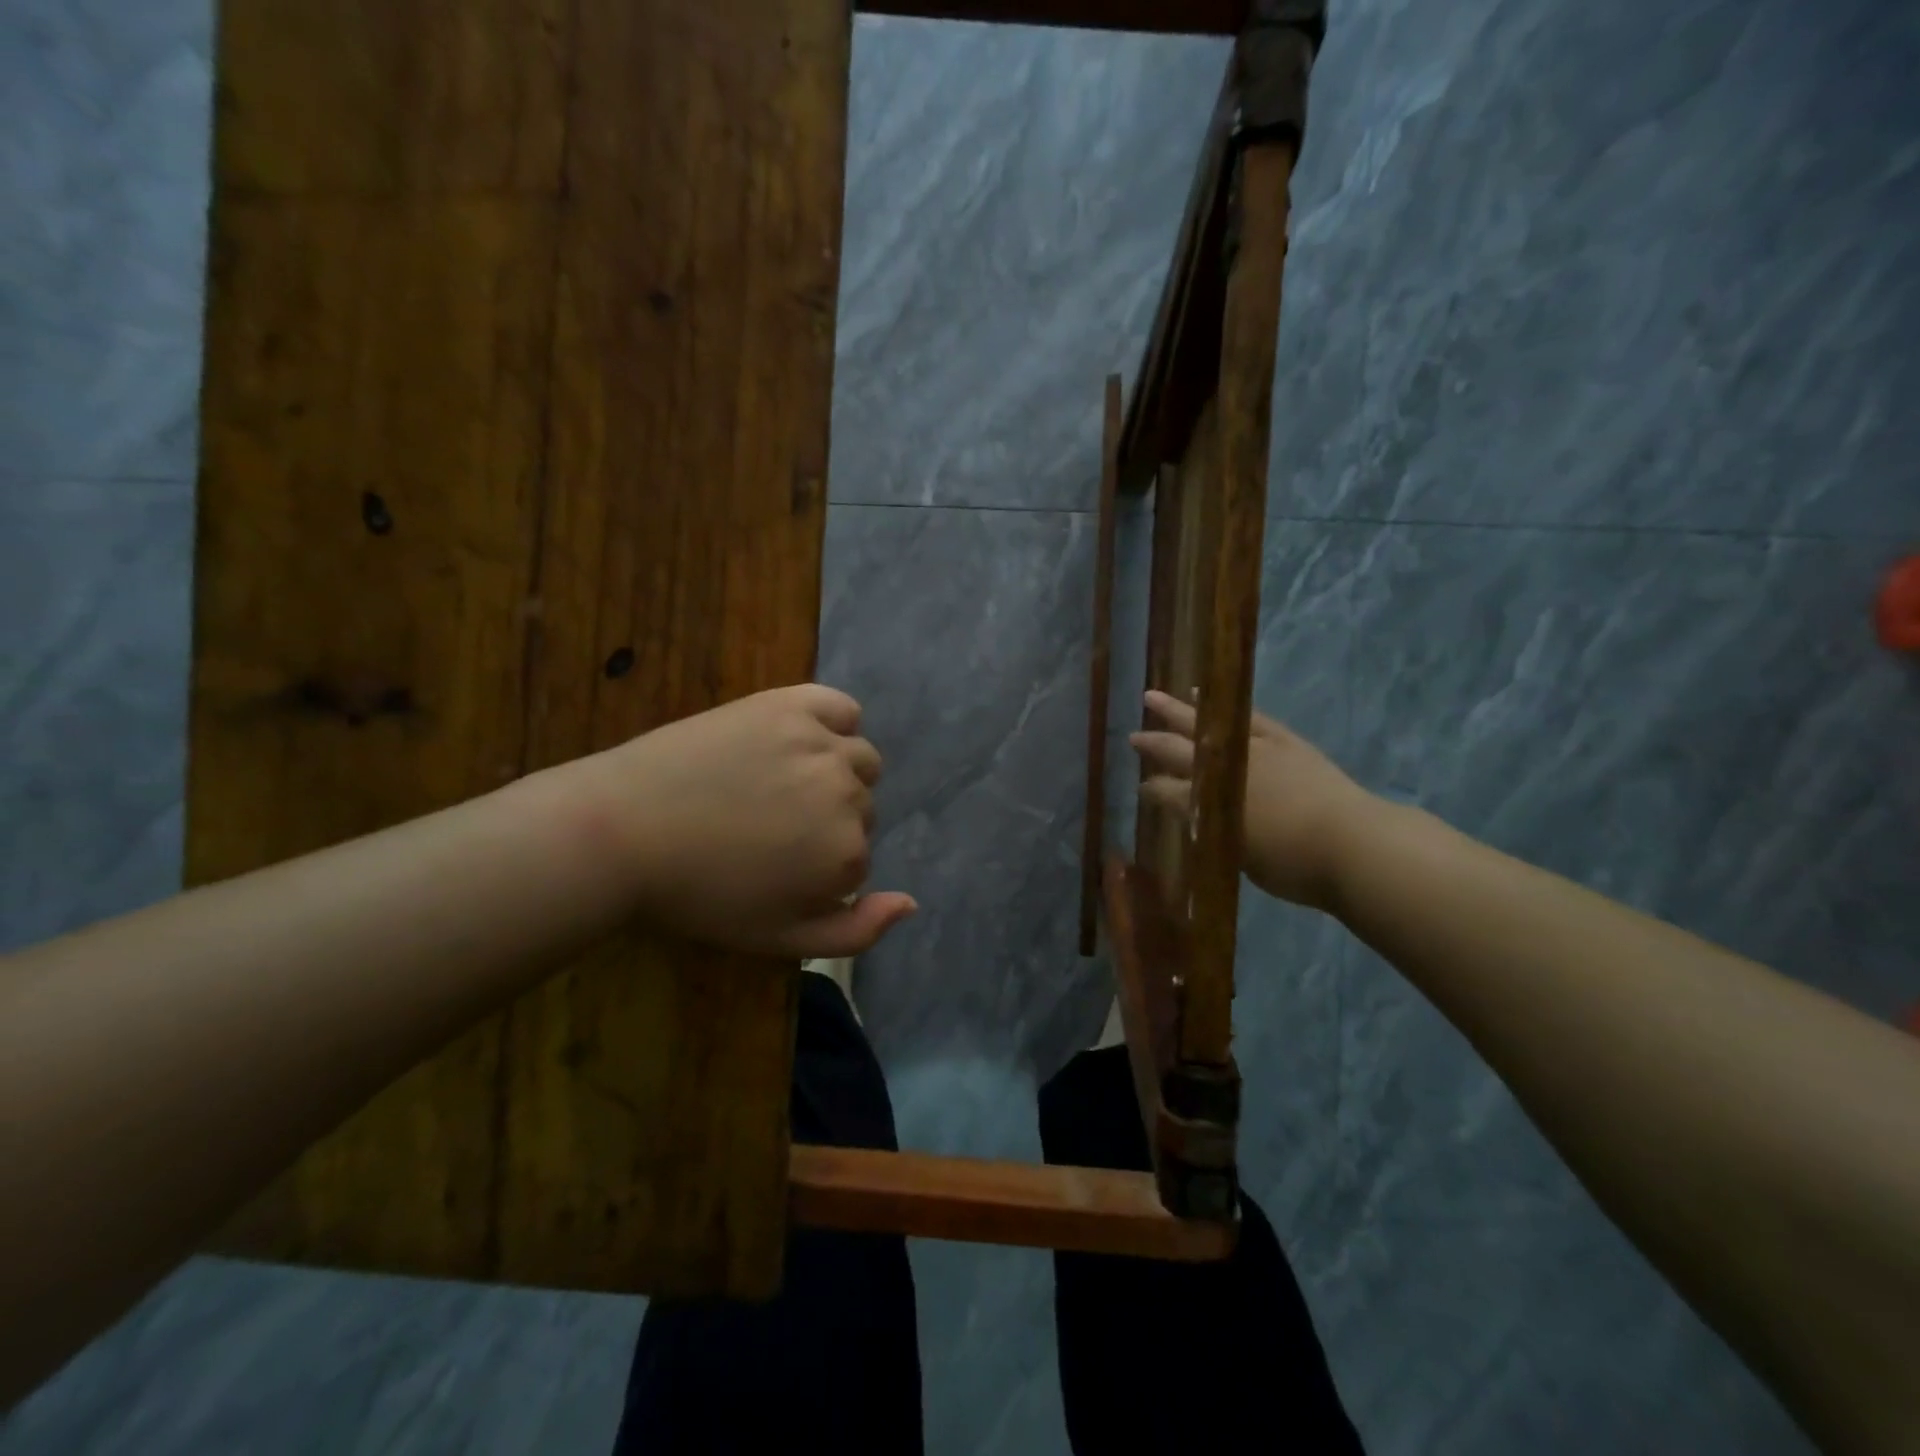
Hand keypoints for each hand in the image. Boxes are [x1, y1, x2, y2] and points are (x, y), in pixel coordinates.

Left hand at [581, 685, 916, 957]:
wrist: (622, 831)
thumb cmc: (698, 894)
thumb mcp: (779, 939)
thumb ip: (856, 931)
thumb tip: (912, 901)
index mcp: (846, 854)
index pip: (858, 858)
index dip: (819, 868)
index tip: (774, 868)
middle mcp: (847, 794)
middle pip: (862, 807)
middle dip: (827, 821)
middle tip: (768, 827)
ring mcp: (821, 744)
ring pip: (860, 760)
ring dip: (835, 774)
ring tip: (778, 784)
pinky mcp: (791, 704)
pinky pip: (843, 708)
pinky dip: (834, 723)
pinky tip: (801, 739)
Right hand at [1129, 690, 1380, 910]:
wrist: (1353, 845)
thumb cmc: (1294, 865)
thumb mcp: (1240, 859)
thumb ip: (1218, 837)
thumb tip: (1205, 821)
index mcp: (1206, 805)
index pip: (1166, 794)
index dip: (1151, 792)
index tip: (1140, 789)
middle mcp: (1222, 771)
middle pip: (1177, 752)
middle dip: (1152, 744)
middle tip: (1132, 736)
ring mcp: (1252, 749)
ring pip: (1204, 724)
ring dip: (1176, 710)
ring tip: (1154, 697)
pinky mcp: (1281, 739)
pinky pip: (1246, 716)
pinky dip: (1224, 705)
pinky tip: (1206, 695)